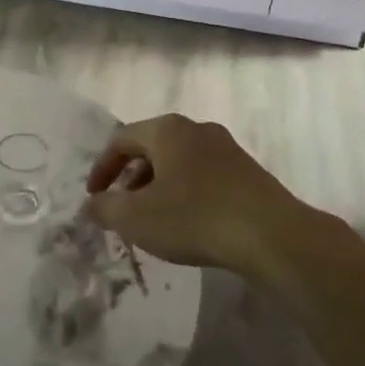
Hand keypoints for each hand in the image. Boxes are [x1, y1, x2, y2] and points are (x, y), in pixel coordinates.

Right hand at [84, 114, 306, 273]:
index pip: (121, 139)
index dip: (102, 168)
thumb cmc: (194, 218)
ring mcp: (227, 149)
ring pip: (179, 162)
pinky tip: (189, 224)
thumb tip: (92, 204)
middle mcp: (197, 129)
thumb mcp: (137, 218)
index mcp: (168, 130)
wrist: (272, 236)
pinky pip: (204, 176)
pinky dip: (186, 193)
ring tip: (154, 219)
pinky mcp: (248, 173)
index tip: (93, 197)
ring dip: (159, 187)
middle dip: (131, 178)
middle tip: (122, 208)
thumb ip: (106, 208)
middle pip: (152, 147)